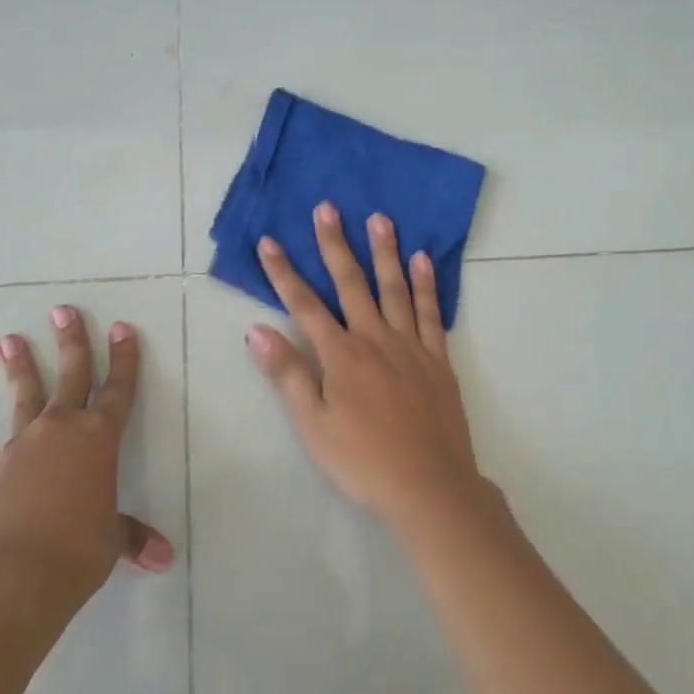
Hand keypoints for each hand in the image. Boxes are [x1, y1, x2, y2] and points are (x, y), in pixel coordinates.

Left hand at [0, 306, 174, 611]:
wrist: (13, 577)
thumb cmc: (78, 550)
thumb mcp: (111, 540)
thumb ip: (132, 537)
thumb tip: (163, 558)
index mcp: (98, 438)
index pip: (118, 389)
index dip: (124, 359)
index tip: (122, 328)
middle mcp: (60, 431)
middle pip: (70, 376)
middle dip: (71, 342)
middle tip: (62, 311)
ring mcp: (22, 448)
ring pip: (25, 399)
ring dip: (20, 369)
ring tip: (9, 340)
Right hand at [246, 202, 482, 530]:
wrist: (430, 486)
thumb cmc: (363, 460)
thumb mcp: (313, 425)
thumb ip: (287, 374)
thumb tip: (256, 330)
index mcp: (341, 355)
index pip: (304, 304)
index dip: (283, 272)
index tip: (269, 241)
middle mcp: (375, 338)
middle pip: (351, 282)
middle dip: (335, 244)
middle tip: (328, 207)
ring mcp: (410, 345)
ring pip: (395, 288)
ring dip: (384, 251)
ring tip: (379, 218)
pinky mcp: (438, 359)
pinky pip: (431, 312)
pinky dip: (426, 284)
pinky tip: (422, 260)